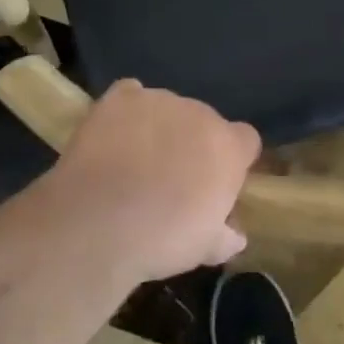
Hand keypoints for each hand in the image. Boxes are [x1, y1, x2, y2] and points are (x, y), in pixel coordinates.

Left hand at [48, 79, 261, 282]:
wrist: (99, 223)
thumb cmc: (162, 239)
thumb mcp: (204, 248)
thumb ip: (225, 236)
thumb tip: (235, 236)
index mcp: (227, 146)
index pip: (244, 140)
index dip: (231, 160)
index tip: (214, 184)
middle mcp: (199, 113)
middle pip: (204, 121)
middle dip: (192, 143)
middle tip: (171, 177)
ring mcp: (158, 100)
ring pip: (167, 108)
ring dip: (160, 127)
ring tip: (135, 160)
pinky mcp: (120, 98)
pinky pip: (130, 94)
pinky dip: (127, 111)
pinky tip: (115, 134)